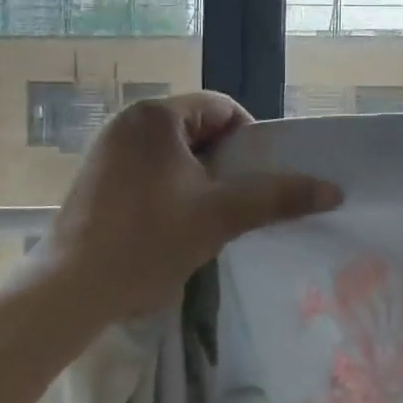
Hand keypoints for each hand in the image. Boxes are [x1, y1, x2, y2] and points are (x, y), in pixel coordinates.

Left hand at [31, 91, 340, 326]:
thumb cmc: (146, 241)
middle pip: (200, 130)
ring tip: (211, 218)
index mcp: (155, 115)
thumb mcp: (221, 216)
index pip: (224, 109)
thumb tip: (334, 190)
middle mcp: (127, 121)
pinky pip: (151, 171)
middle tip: (239, 202)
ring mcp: (107, 149)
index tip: (259, 181)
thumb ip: (278, 196)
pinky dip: (173, 190)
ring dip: (202, 180)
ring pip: (177, 154)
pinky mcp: (96, 178)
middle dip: (227, 163)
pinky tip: (175, 226)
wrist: (68, 293)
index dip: (251, 141)